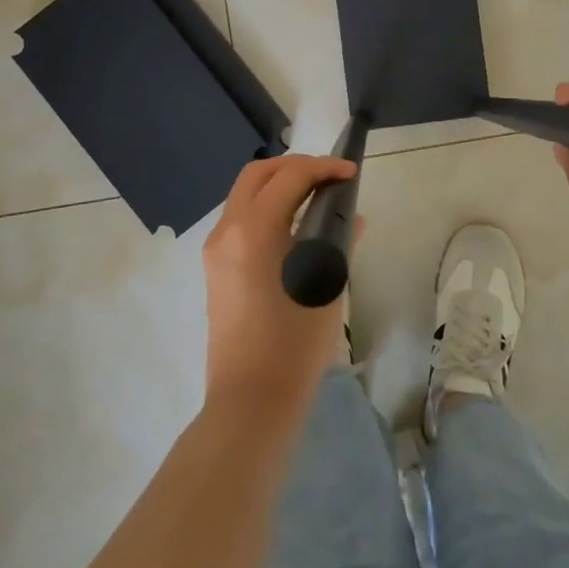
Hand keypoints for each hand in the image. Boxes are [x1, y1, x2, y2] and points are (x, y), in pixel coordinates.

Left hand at [202, 154, 356, 422]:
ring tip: (317, 196)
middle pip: (258, 174)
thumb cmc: (294, 346)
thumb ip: (338, 242)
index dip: (323, 168)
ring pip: (245, 193)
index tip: (351, 173)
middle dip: (296, 166)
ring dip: (279, 184)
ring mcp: (216, 249)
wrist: (251, 401)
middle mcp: (227, 231)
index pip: (289, 178)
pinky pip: (240, 218)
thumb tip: (352, 219)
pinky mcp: (216, 267)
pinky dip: (267, 206)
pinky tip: (296, 224)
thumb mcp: (326, 288)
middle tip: (330, 177)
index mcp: (253, 231)